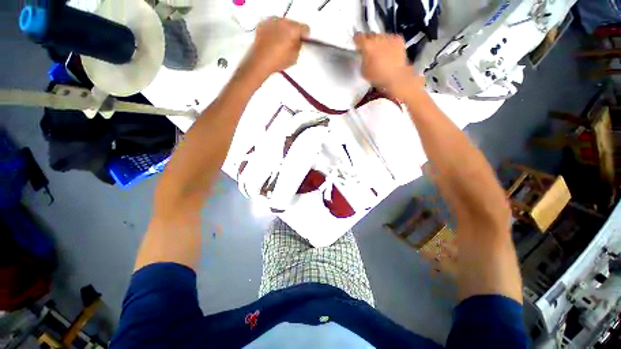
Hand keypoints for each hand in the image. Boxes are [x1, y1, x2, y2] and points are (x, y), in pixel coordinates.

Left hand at [244, 18, 309, 79]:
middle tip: (290, 44)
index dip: (305, 36)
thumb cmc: (279, 61)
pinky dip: (274, 31)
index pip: (305, 28)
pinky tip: (272, 41)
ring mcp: (272, 21)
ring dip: (283, 31)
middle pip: (293, 24)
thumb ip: (298, 47)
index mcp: (294, 29)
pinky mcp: (263, 24)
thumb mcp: (294, 57)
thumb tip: (298, 41)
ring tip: (280, 43)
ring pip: (282, 23)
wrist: (260, 61)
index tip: (302, 42)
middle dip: (293, 32)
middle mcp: (284, 21)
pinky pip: (272, 25)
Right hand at [353, 33, 423, 98]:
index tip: (357, 43)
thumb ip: (363, 59)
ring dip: (379, 42)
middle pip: (370, 35)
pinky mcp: (398, 40)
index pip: (358, 37)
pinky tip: (390, 52)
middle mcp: (377, 38)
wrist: (396, 77)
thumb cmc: (378, 77)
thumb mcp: (364, 71)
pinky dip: (389, 43)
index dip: (357, 40)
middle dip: (368, 41)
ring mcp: (389, 37)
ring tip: (381, 52)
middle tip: (369, 49)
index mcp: (367, 46)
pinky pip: (391, 39)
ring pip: (381, 36)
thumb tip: (364, 55)